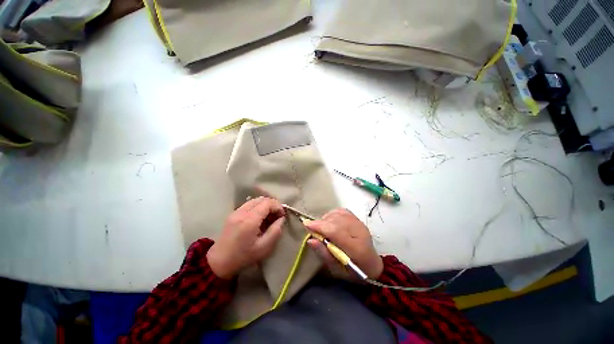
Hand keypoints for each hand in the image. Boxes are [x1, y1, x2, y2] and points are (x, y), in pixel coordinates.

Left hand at [207, 197, 284, 278]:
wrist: (219, 262)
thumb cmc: (243, 257)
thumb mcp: (264, 247)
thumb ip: (275, 231)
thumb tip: (281, 219)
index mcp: (249, 220)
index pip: (267, 203)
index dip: (278, 206)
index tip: (282, 215)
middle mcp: (242, 212)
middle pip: (261, 199)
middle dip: (272, 204)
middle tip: (277, 215)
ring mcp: (236, 211)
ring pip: (255, 200)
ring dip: (265, 205)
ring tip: (269, 216)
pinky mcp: (233, 213)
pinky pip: (249, 204)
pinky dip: (258, 207)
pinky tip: (259, 217)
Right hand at [305, 208, 382, 279]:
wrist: (372, 265)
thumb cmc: (354, 272)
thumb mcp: (337, 269)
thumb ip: (324, 253)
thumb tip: (310, 240)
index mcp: (356, 248)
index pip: (335, 231)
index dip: (319, 226)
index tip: (306, 225)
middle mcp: (359, 231)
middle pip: (335, 221)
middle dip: (321, 223)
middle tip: (313, 229)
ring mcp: (359, 223)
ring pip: (338, 214)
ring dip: (326, 219)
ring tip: (323, 228)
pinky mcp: (358, 219)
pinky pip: (342, 211)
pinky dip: (333, 214)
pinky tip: (330, 221)